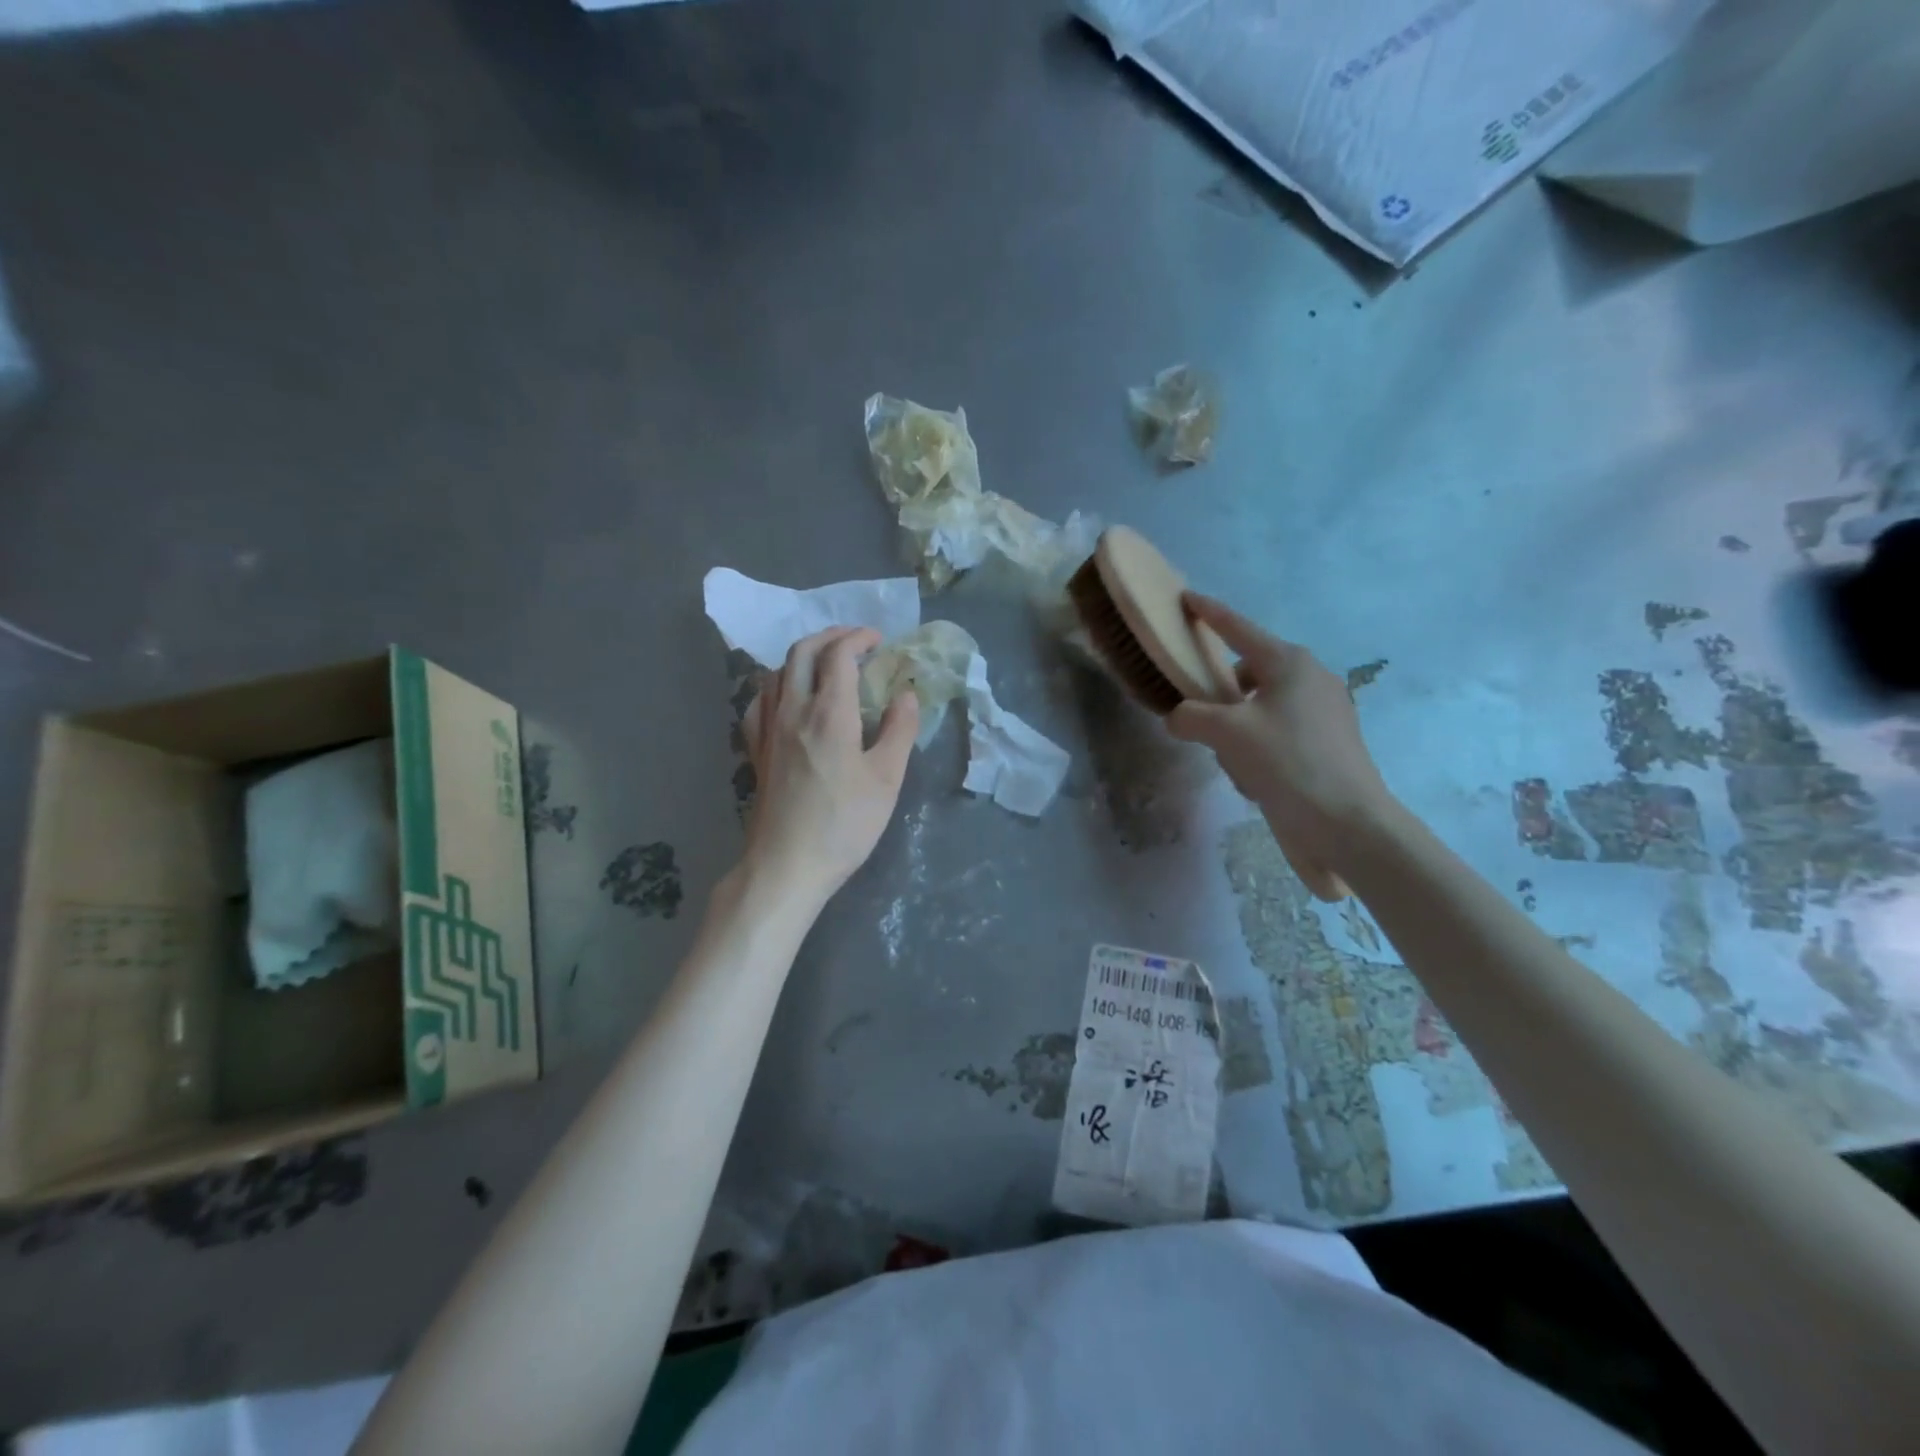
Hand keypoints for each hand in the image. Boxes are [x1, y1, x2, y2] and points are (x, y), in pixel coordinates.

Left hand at [739, 625, 918, 908]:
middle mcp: (793, 710)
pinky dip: (778, 685)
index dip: (859, 638)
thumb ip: (899, 730)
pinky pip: (759, 700)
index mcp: (829, 713)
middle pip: (802, 651)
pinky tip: (788, 698)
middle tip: (855, 642)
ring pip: (778, 671)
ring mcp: (768, 729)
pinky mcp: (756, 750)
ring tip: (827, 665)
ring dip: (804, 656)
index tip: (879, 640)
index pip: (839, 654)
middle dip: (830, 636)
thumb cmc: (844, 824)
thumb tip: (905, 693)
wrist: (787, 865)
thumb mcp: (887, 779)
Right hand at [1168, 593, 1396, 878]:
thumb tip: (1179, 717)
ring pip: (1261, 708)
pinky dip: (1260, 748)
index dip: (1210, 613)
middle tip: (1201, 719)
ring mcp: (1325, 712)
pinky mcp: (1329, 743)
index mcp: (1289, 663)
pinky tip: (1256, 779)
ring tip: (1233, 762)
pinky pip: (1279, 732)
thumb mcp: (1226, 734)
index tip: (1187, 599)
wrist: (1347, 823)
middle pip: (1249, 672)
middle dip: (1222, 695)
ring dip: (1239, 730)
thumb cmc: (1287, 763)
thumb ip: (1192, 716)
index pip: (1238, 628)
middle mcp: (1311, 679)